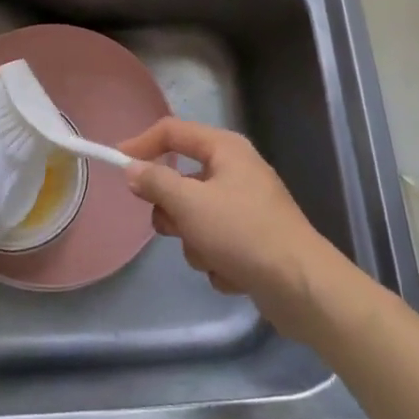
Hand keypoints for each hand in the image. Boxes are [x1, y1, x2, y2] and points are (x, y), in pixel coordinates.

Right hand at [120, 118, 350, 337]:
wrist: (302, 287)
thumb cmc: (243, 233)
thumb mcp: (190, 204)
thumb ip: (155, 182)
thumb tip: (132, 168)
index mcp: (225, 150)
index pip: (172, 131)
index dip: (141, 144)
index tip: (116, 164)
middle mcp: (235, 171)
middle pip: (181, 180)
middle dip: (174, 210)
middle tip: (175, 225)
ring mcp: (245, 207)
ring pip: (195, 218)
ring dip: (195, 242)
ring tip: (213, 256)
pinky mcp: (252, 241)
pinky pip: (215, 243)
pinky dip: (217, 260)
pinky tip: (234, 273)